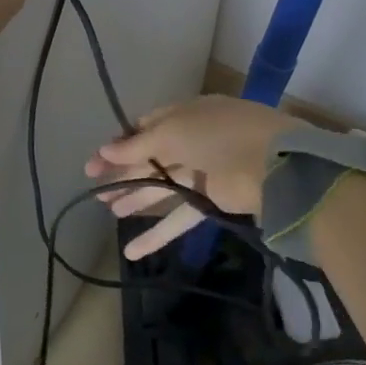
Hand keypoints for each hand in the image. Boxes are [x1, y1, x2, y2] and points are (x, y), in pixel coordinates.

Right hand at [85, 95, 302, 259]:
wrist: (270, 163)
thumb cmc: (217, 135)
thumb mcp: (171, 131)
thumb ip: (136, 145)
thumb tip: (104, 151)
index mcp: (183, 115)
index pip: (146, 127)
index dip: (121, 144)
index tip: (96, 162)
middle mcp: (191, 140)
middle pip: (150, 158)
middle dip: (122, 172)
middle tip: (95, 190)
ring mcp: (201, 172)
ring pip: (161, 186)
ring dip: (135, 198)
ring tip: (107, 211)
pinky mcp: (210, 202)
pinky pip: (178, 216)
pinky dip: (157, 233)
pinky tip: (131, 249)